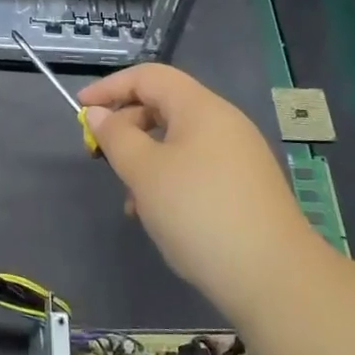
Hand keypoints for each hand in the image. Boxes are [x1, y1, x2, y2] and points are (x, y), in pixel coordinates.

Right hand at [79, 64, 318, 317]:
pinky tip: (159, 216)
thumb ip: (116, 137)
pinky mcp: (245, 187)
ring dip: (146, 160)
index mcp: (201, 107)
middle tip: (102, 158)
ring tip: (131, 200)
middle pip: (164, 105)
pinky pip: (196, 167)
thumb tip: (98, 113)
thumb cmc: (199, 213)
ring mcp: (239, 155)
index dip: (110, 87)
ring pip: (178, 141)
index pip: (149, 76)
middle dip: (127, 127)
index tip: (80, 109)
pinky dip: (170, 179)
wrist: (274, 278)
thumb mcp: (145, 173)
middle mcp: (223, 122)